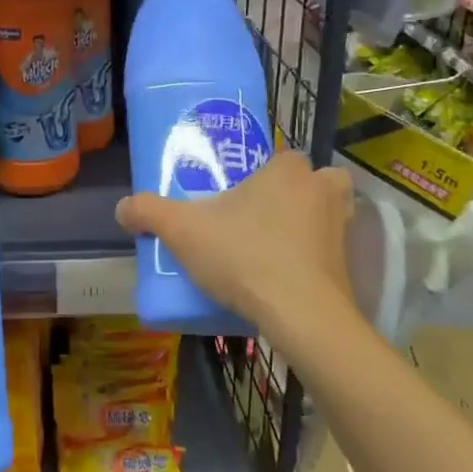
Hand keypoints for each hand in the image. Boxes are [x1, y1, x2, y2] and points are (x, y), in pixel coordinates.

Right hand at [116, 149, 354, 330]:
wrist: (301, 315)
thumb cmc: (244, 256)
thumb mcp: (182, 231)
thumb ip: (149, 212)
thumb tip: (122, 208)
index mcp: (288, 169)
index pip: (278, 156)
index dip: (258, 174)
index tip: (236, 196)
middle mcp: (324, 190)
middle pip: (307, 182)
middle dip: (287, 197)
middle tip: (252, 220)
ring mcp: (343, 227)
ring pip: (323, 215)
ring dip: (304, 226)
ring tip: (270, 248)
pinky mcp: (349, 265)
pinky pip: (328, 252)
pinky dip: (312, 260)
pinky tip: (284, 279)